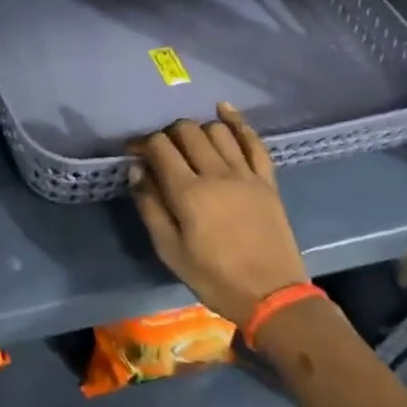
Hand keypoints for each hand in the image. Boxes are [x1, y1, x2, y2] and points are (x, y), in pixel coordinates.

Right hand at [128, 104, 309, 333]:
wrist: (272, 296)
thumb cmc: (213, 277)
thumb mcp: (169, 250)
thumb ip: (150, 206)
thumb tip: (136, 170)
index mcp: (188, 193)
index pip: (160, 147)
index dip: (142, 143)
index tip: (133, 152)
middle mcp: (216, 174)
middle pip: (187, 131)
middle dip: (168, 134)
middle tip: (161, 151)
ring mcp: (246, 174)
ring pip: (217, 130)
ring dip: (198, 130)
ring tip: (189, 144)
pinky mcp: (267, 180)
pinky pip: (254, 141)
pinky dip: (238, 122)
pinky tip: (223, 110)